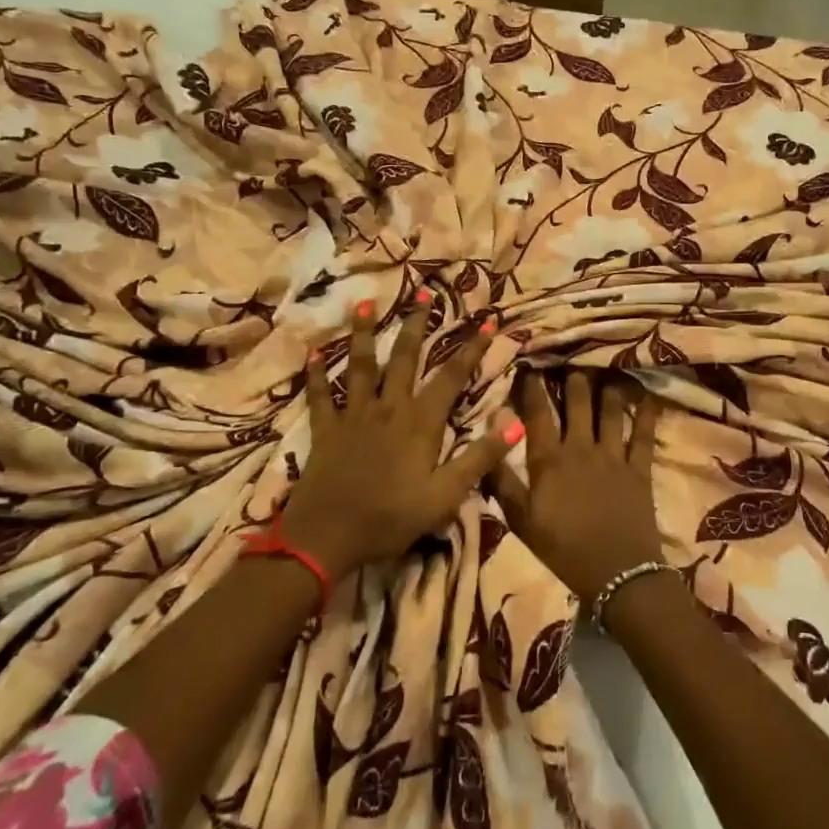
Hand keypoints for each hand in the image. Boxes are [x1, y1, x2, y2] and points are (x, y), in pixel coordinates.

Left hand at [284, 297, 519, 580]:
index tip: (488, 320)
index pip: (451, 377)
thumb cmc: (391, 518)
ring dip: (363, 333)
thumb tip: (515, 422)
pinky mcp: (325, 429)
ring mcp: (353, 416)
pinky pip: (319, 396)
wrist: (327, 538)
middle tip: (423, 290)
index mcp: (420, 423)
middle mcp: (388, 408)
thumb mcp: (445, 496)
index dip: (472, 348)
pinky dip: (316, 374)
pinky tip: (313, 353)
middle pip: (404, 357)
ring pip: (360, 366)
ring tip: (365, 303)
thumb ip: (479, 458)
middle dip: (417, 323)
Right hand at [492, 370, 662, 602]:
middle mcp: (581, 447)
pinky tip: (648, 393)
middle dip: (573, 376)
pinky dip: (647, 412)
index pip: (538, 412)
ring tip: (606, 367)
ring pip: (611, 409)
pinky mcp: (640, 468)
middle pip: (578, 401)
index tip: (530, 364)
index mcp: (549, 459)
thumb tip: (487, 442)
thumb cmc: (563, 549)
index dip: (533, 386)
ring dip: (607, 386)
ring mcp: (613, 455)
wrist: (617, 573)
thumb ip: (502, 481)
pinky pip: (644, 433)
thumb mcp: (521, 520)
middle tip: (571, 358)